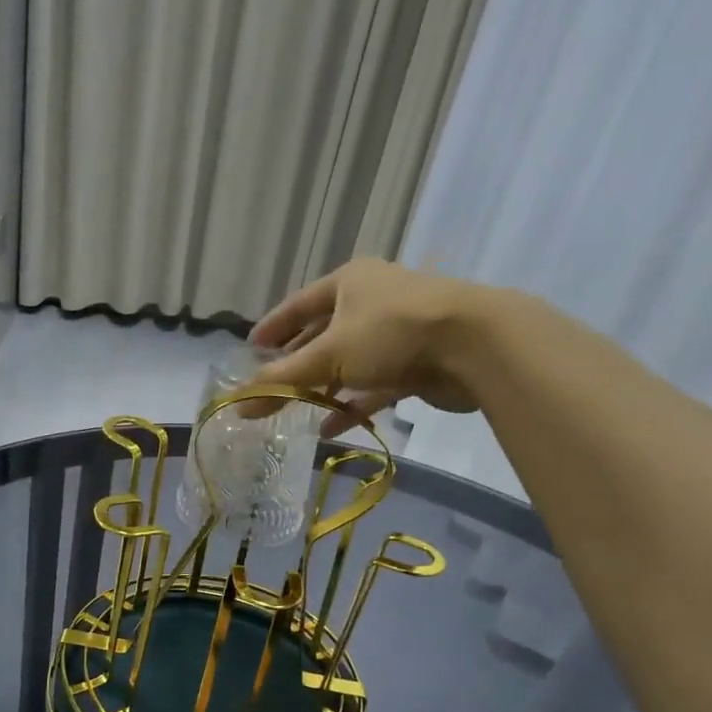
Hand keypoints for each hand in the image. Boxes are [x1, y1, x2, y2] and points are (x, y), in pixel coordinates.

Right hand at [251, 257, 492, 435]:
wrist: (474, 345)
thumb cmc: (391, 334)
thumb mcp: (328, 355)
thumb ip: (282, 381)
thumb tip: (237, 404)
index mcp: (349, 282)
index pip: (299, 304)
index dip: (274, 327)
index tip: (251, 348)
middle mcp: (372, 301)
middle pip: (323, 333)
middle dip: (297, 362)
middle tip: (271, 385)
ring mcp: (396, 332)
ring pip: (349, 362)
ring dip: (323, 387)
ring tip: (295, 410)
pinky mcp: (415, 363)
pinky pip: (373, 386)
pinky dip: (351, 405)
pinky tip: (328, 428)